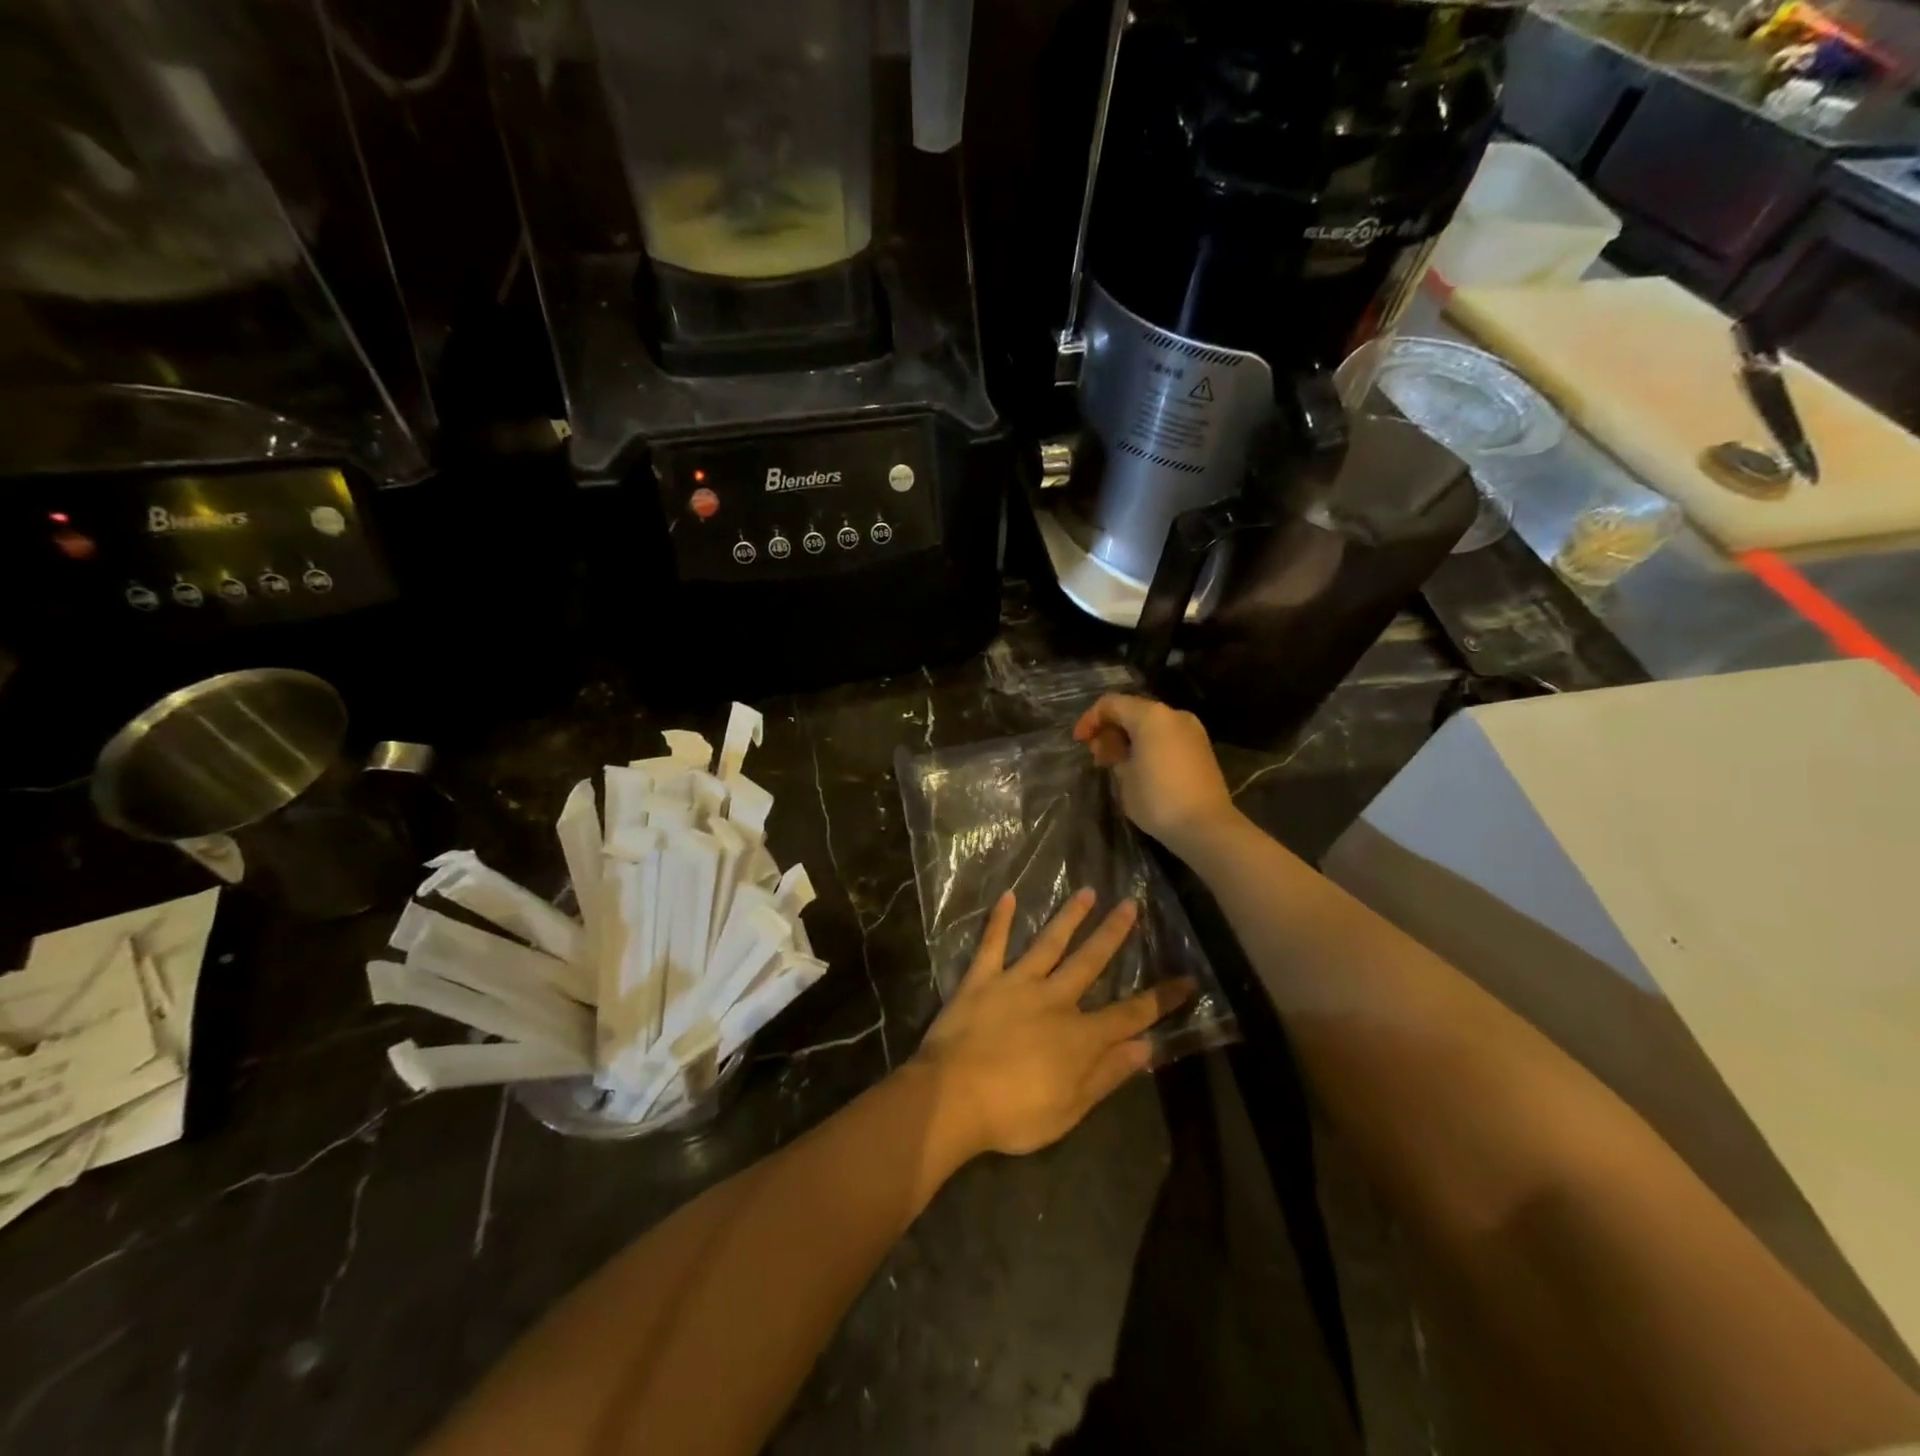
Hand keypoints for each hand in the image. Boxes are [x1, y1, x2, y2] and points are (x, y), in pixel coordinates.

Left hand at [915, 889, 1194, 1159]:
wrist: (952, 1097)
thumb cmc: (1013, 1113)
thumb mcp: (1070, 1108)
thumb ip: (1107, 1074)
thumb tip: (1146, 1047)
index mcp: (1079, 1035)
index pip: (1130, 1014)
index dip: (1160, 999)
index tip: (1186, 979)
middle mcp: (1054, 999)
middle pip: (1090, 962)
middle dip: (1113, 934)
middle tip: (1130, 904)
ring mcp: (1016, 984)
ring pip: (1048, 943)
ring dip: (1069, 917)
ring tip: (1087, 891)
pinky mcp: (981, 980)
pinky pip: (992, 944)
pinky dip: (1000, 921)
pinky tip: (1008, 896)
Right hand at [1072, 695, 1236, 854]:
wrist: (1206, 826)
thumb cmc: (1157, 799)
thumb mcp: (1123, 776)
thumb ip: (1113, 752)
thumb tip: (1113, 747)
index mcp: (1151, 715)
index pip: (1111, 704)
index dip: (1090, 720)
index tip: (1079, 742)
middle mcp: (1173, 714)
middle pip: (1132, 710)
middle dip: (1110, 729)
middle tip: (1097, 756)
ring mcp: (1191, 730)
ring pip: (1150, 724)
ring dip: (1129, 737)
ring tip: (1115, 763)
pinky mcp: (1201, 748)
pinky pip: (1166, 736)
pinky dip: (1148, 744)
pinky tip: (1138, 766)